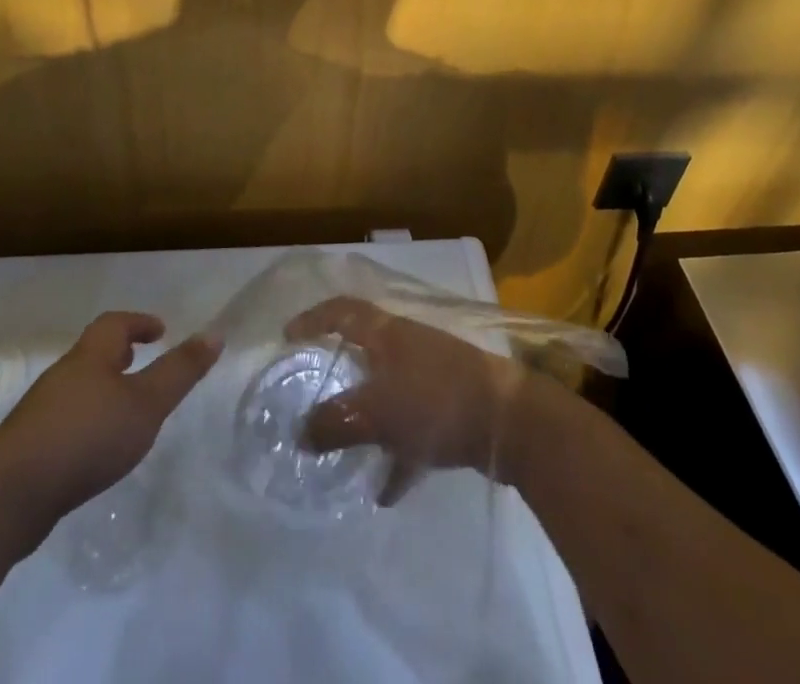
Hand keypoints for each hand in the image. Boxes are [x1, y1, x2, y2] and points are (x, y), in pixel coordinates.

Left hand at [0, 312, 219, 531]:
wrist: (8, 495)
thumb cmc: (86, 436)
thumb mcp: (145, 403)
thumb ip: (180, 371)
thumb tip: (214, 333)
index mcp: (91, 356)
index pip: (115, 324)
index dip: (139, 323)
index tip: (160, 330)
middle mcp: (64, 375)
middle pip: (93, 354)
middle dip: (119, 355)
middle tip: (142, 363)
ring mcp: (41, 413)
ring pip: (79, 388)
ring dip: (103, 390)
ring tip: (126, 411)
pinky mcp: (29, 449)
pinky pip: (66, 422)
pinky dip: (87, 423)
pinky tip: (96, 451)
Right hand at [285, 296, 525, 503]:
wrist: (511, 420)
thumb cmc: (435, 400)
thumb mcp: (376, 412)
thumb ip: (335, 422)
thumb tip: (299, 434)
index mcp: (386, 333)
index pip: (342, 311)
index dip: (313, 319)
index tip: (288, 336)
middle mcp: (408, 345)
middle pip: (365, 349)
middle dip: (339, 371)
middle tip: (314, 391)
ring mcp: (433, 373)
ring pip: (388, 390)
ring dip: (368, 416)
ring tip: (345, 447)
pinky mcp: (452, 405)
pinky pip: (413, 425)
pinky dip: (398, 451)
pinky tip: (387, 488)